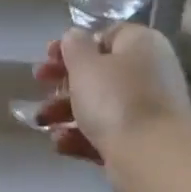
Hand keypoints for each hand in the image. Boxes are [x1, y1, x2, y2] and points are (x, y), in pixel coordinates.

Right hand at [32, 25, 190, 163]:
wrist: (150, 155)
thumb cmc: (116, 100)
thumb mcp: (86, 65)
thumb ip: (74, 46)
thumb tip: (74, 36)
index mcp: (141, 44)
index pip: (106, 36)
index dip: (74, 46)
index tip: (48, 57)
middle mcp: (148, 73)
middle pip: (99, 73)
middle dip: (63, 82)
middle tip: (39, 86)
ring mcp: (145, 110)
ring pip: (98, 106)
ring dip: (65, 112)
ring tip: (42, 122)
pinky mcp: (138, 141)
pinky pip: (105, 133)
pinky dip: (80, 137)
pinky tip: (60, 144)